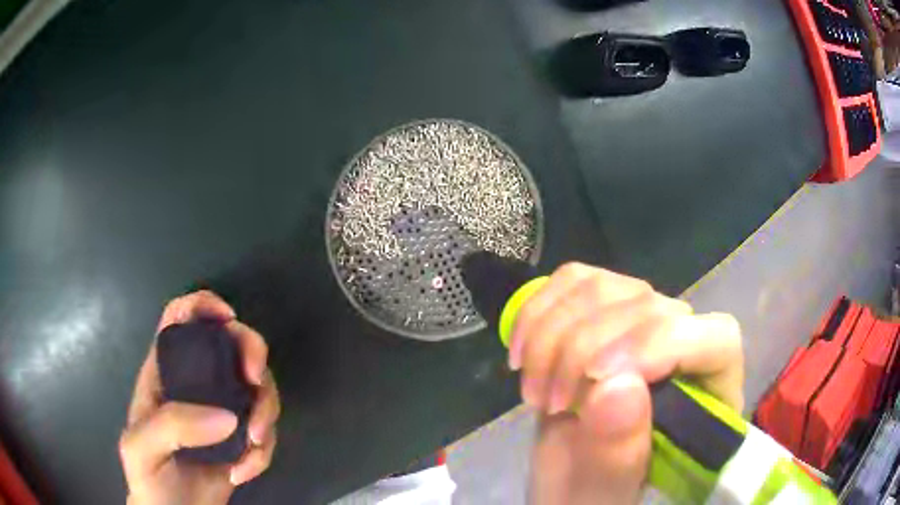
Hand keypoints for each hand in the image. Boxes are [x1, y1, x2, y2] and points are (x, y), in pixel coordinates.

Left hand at [120, 291, 280, 504]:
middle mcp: (196, 386)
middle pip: (231, 345)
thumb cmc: (149, 479)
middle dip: (252, 354)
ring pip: (257, 388)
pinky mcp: (241, 442)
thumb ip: (171, 426)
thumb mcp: (142, 449)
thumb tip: (226, 417)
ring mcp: (222, 414)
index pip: (180, 319)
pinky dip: (264, 451)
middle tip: (256, 383)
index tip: (228, 319)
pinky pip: (265, 431)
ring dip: (266, 411)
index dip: (203, 306)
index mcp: (164, 373)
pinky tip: (244, 472)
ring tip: (255, 445)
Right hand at [510, 263, 742, 504]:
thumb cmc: (592, 496)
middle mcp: (684, 349)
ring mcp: (641, 326)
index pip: (716, 339)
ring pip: (606, 287)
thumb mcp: (602, 496)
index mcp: (707, 401)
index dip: (661, 345)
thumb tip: (616, 386)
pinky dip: (538, 310)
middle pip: (651, 306)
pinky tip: (522, 352)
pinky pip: (573, 280)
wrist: (564, 482)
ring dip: (552, 335)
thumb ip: (618, 456)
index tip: (594, 381)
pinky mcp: (600, 314)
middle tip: (548, 403)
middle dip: (583, 350)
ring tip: (534, 390)